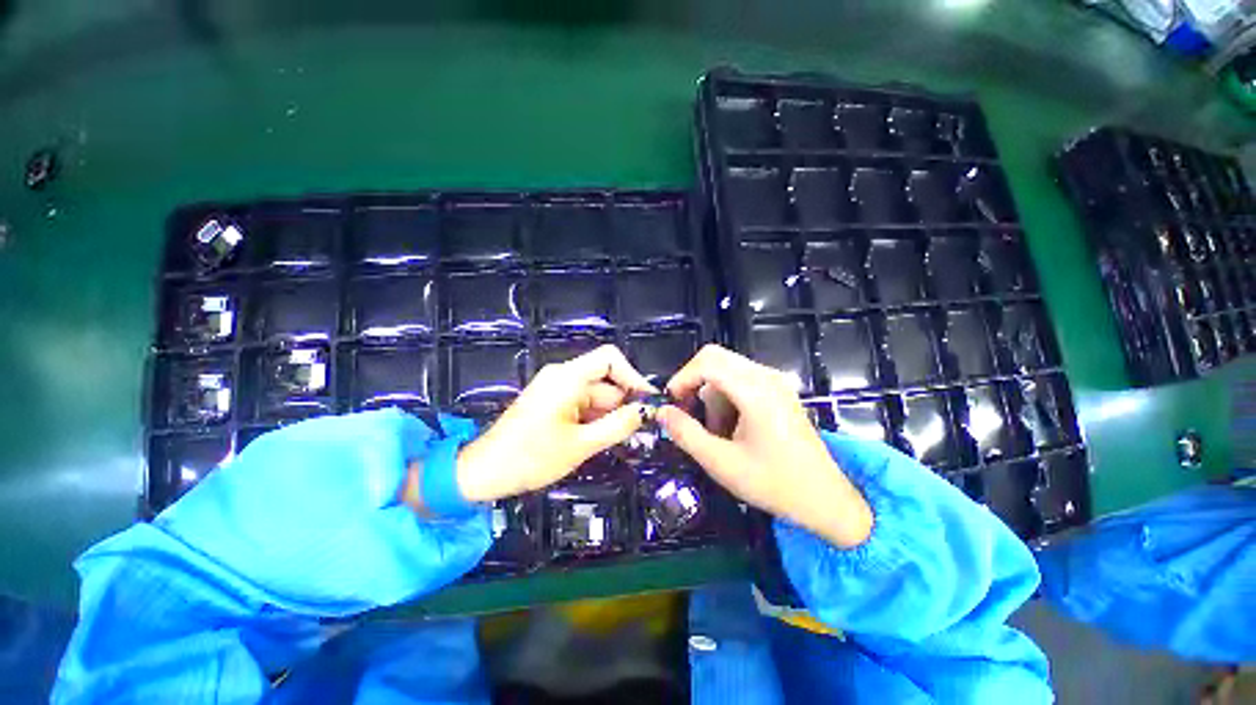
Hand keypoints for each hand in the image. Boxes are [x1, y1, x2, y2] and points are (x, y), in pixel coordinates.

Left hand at [455, 345, 655, 502]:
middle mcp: (563, 376)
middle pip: (605, 380)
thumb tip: (647, 410)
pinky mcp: (552, 402)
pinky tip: (602, 439)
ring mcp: (556, 389)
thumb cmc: (531, 457)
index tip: (648, 401)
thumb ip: (619, 425)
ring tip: (623, 439)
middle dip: (624, 402)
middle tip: (641, 429)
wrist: (484, 473)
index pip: (610, 359)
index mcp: (568, 377)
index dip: (633, 376)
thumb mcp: (582, 444)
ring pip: (596, 395)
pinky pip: (582, 403)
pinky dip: (595, 418)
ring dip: (611, 414)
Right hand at [657, 345, 872, 548]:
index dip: (682, 378)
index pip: (707, 362)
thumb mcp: (721, 463)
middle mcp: (767, 376)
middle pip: (715, 358)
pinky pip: (740, 379)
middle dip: (694, 383)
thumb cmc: (773, 484)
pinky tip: (733, 427)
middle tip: (687, 414)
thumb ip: (686, 434)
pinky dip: (726, 396)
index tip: (671, 404)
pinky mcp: (778, 389)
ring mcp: (775, 381)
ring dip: (712, 394)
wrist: (825, 499)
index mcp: (756, 391)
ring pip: (726, 369)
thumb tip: (661, 411)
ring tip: (717, 432)